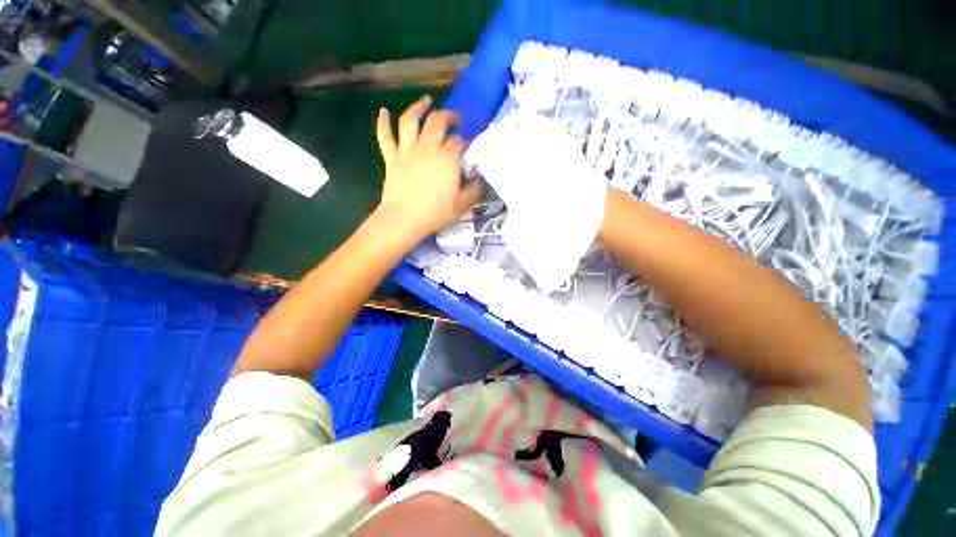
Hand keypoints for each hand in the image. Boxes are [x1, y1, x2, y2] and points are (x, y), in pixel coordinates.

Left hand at [375, 95, 484, 240]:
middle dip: (449, 116)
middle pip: (437, 121)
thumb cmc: (434, 214)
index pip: (459, 141)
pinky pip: (385, 136)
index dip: (465, 142)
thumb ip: (475, 190)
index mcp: (446, 159)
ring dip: (419, 107)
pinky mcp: (391, 158)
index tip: (467, 149)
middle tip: (455, 120)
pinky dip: (383, 122)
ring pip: (410, 120)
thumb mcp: (462, 206)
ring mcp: (407, 151)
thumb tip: (482, 179)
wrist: (403, 220)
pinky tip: (383, 112)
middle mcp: (427, 148)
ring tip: (426, 101)